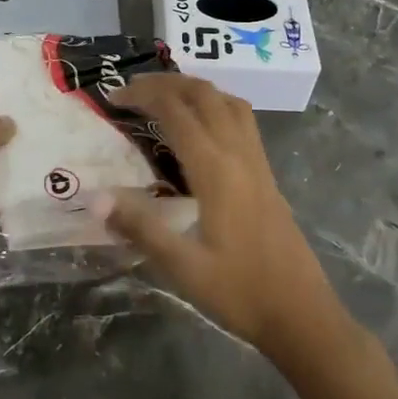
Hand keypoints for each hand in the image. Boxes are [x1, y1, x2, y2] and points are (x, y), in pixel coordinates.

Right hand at [102, 73, 344, 357]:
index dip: (142, 95)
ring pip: (228, 101)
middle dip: (166, 83)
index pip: (176, 111)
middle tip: (132, 91)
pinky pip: (241, 120)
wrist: (303, 316)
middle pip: (204, 94)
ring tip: (164, 98)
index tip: (112, 97)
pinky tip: (200, 128)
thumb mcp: (183, 267)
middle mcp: (239, 154)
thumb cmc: (240, 292)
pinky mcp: (267, 175)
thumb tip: (94, 198)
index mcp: (216, 170)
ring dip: (194, 89)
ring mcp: (257, 162)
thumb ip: (140, 228)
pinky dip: (214, 105)